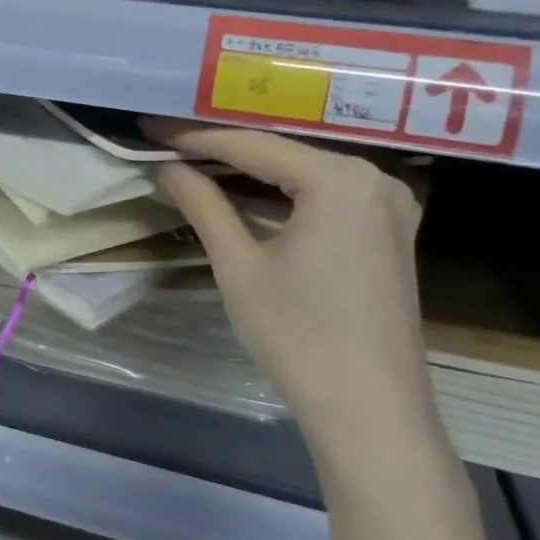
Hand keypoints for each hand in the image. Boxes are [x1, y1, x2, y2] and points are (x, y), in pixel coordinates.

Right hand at [142, 119, 437, 453]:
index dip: (194, 137)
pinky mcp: (387, 235)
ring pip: (303, 175)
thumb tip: (166, 167)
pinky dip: (280, 196)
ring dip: (250, 172)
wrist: (371, 413)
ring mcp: (388, 208)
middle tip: (166, 140)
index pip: (253, 145)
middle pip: (282, 153)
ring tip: (191, 161)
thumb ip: (203, 205)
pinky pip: (324, 198)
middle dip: (221, 149)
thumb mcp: (240, 266)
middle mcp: (375, 181)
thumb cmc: (299, 336)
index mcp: (342, 180)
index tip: (150, 127)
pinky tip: (240, 196)